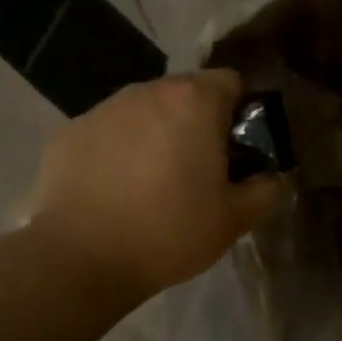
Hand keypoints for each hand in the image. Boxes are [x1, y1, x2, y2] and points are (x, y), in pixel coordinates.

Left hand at [28, 70, 285, 297]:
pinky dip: (117, 149)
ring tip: (150, 181)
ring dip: (155, 133)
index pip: (231, 82)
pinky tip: (112, 189)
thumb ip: (266, 190)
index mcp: (193, 101)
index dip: (239, 113)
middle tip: (197, 169)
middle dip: (196, 122)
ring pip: (143, 110)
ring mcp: (103, 108)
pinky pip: (107, 131)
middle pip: (184, 93)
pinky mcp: (69, 131)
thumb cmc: (168, 233)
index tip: (236, 150)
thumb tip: (272, 176)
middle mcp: (147, 91)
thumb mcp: (234, 220)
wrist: (80, 258)